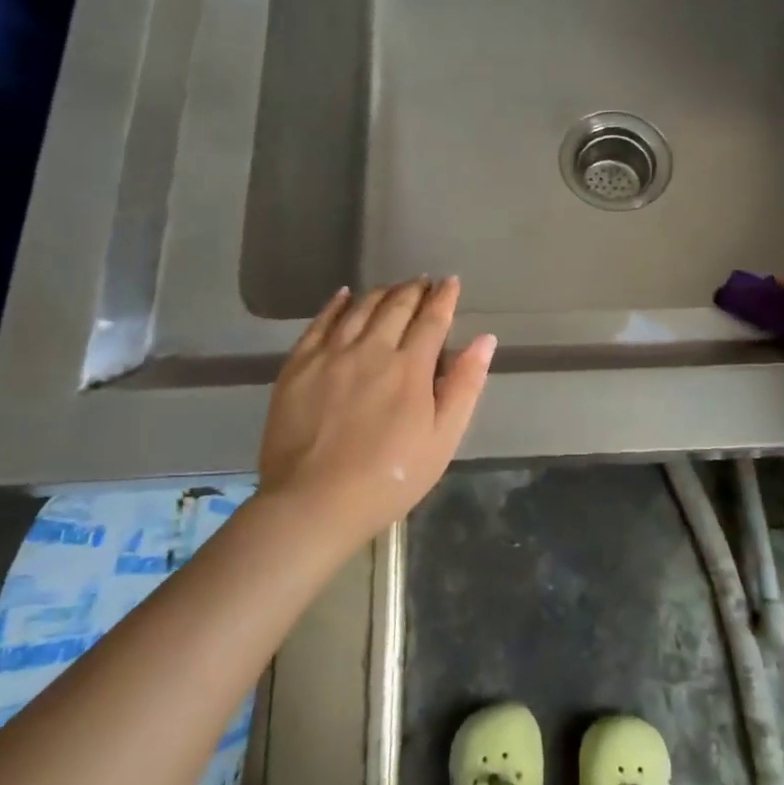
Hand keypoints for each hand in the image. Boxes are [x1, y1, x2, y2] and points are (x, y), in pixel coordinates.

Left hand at [254, 278, 494, 541]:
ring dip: (381, 293)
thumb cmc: (390, 478)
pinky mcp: (298, 366)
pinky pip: (319, 323)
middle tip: (423, 281)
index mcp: (410, 367)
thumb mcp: (443, 439)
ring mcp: (330, 355)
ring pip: (360, 309)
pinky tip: (344, 295)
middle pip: (396, 307)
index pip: (432, 320)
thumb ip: (465, 385)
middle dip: (414, 290)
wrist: (314, 503)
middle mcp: (371, 349)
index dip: (444, 298)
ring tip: (393, 287)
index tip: (451, 282)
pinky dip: (336, 304)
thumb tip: (485, 340)